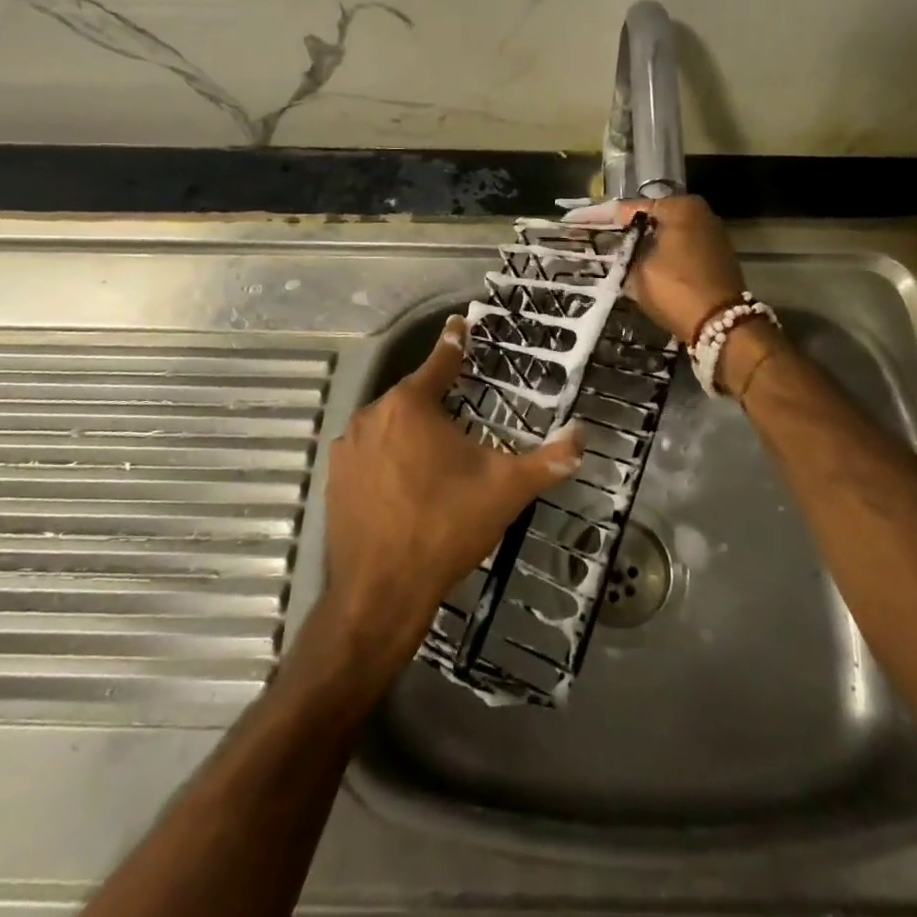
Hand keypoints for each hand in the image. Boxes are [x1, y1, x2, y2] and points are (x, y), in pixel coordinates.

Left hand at [313, 316, 585, 672]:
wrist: (380, 593)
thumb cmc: (446, 527)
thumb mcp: (505, 490)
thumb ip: (548, 460)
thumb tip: (582, 435)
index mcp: (411, 405)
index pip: (440, 361)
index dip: (455, 342)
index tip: (460, 324)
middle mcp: (372, 415)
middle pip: (413, 396)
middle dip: (437, 402)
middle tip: (463, 418)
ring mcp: (347, 447)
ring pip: (389, 425)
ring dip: (411, 432)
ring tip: (436, 458)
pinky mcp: (334, 478)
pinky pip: (369, 453)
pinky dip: (388, 457)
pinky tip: (405, 483)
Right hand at [564, 194, 746, 343]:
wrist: (723, 326)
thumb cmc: (677, 290)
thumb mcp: (639, 270)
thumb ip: (624, 252)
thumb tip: (616, 246)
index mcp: (680, 207)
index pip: (630, 208)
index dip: (599, 217)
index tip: (572, 221)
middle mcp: (699, 213)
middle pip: (650, 219)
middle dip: (623, 230)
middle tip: (592, 237)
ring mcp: (711, 235)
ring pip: (665, 235)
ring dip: (641, 244)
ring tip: (611, 252)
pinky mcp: (715, 256)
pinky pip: (678, 249)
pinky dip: (659, 255)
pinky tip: (638, 264)